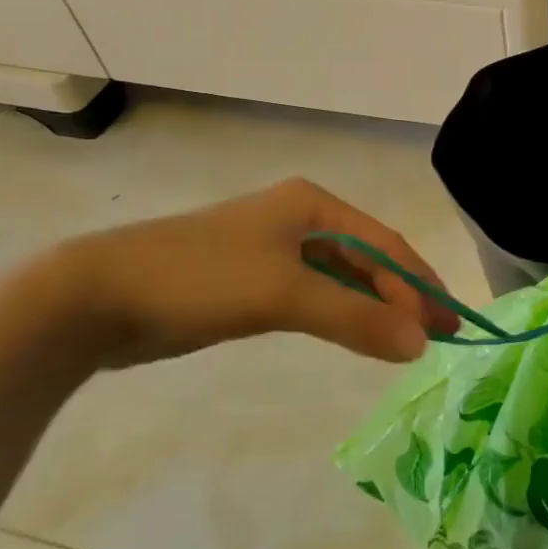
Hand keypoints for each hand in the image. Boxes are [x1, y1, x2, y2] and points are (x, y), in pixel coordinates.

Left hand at [55, 178, 458, 367]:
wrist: (97, 295)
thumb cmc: (200, 278)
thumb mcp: (284, 295)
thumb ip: (355, 318)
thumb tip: (421, 344)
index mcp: (312, 204)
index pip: (384, 243)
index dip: (419, 284)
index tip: (449, 324)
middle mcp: (299, 218)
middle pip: (367, 258)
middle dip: (402, 296)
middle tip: (436, 337)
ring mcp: (273, 249)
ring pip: (342, 277)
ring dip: (373, 307)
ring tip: (406, 341)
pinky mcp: (251, 279)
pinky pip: (314, 294)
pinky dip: (341, 313)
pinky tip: (355, 334)